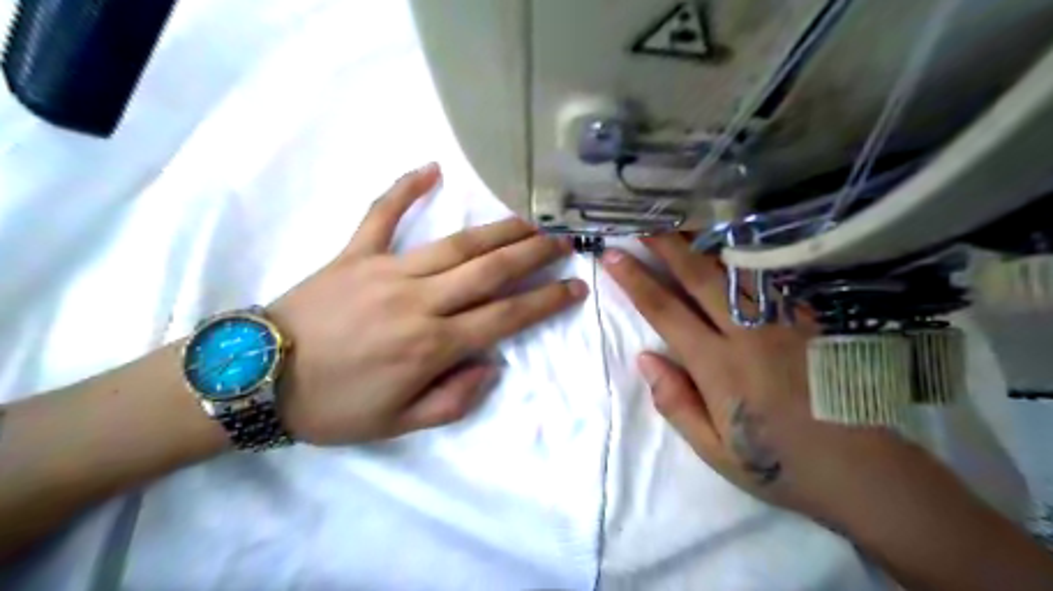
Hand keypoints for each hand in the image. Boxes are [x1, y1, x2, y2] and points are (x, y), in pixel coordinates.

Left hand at [269, 164, 588, 444]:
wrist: (255, 379)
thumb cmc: (332, 407)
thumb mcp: (399, 425)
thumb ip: (453, 399)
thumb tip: (490, 366)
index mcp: (433, 345)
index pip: (506, 316)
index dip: (546, 301)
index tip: (576, 286)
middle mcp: (421, 301)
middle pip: (492, 270)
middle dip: (535, 253)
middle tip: (565, 238)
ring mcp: (388, 270)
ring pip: (457, 243)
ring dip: (500, 228)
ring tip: (531, 214)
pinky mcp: (355, 253)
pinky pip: (382, 214)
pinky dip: (405, 189)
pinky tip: (431, 169)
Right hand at [600, 233, 927, 521]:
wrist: (863, 472)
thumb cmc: (779, 464)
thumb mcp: (715, 450)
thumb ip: (676, 402)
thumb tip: (645, 358)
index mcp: (718, 367)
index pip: (665, 312)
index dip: (635, 281)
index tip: (613, 256)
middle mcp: (748, 334)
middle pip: (700, 276)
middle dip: (667, 243)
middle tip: (643, 219)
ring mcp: (783, 321)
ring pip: (737, 268)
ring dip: (704, 240)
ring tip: (682, 218)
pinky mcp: (810, 319)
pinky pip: (771, 277)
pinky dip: (747, 254)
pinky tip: (734, 241)